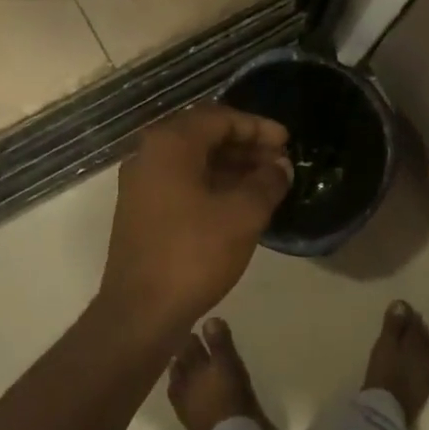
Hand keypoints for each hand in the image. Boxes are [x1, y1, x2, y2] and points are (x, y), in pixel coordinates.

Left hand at [98, 105, 291, 336]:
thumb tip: (280, 166)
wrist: (141, 311)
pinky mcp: (142, 211)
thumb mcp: (243, 215)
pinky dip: (213, 184)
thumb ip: (267, 182)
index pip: (219, 118)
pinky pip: (183, 183)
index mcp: (170, 145)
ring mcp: (141, 184)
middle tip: (280, 162)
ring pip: (193, 161)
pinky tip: (240, 203)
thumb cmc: (194, 254)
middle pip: (204, 135)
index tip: (287, 143)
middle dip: (245, 145)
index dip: (257, 127)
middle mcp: (149, 155)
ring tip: (267, 183)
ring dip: (231, 166)